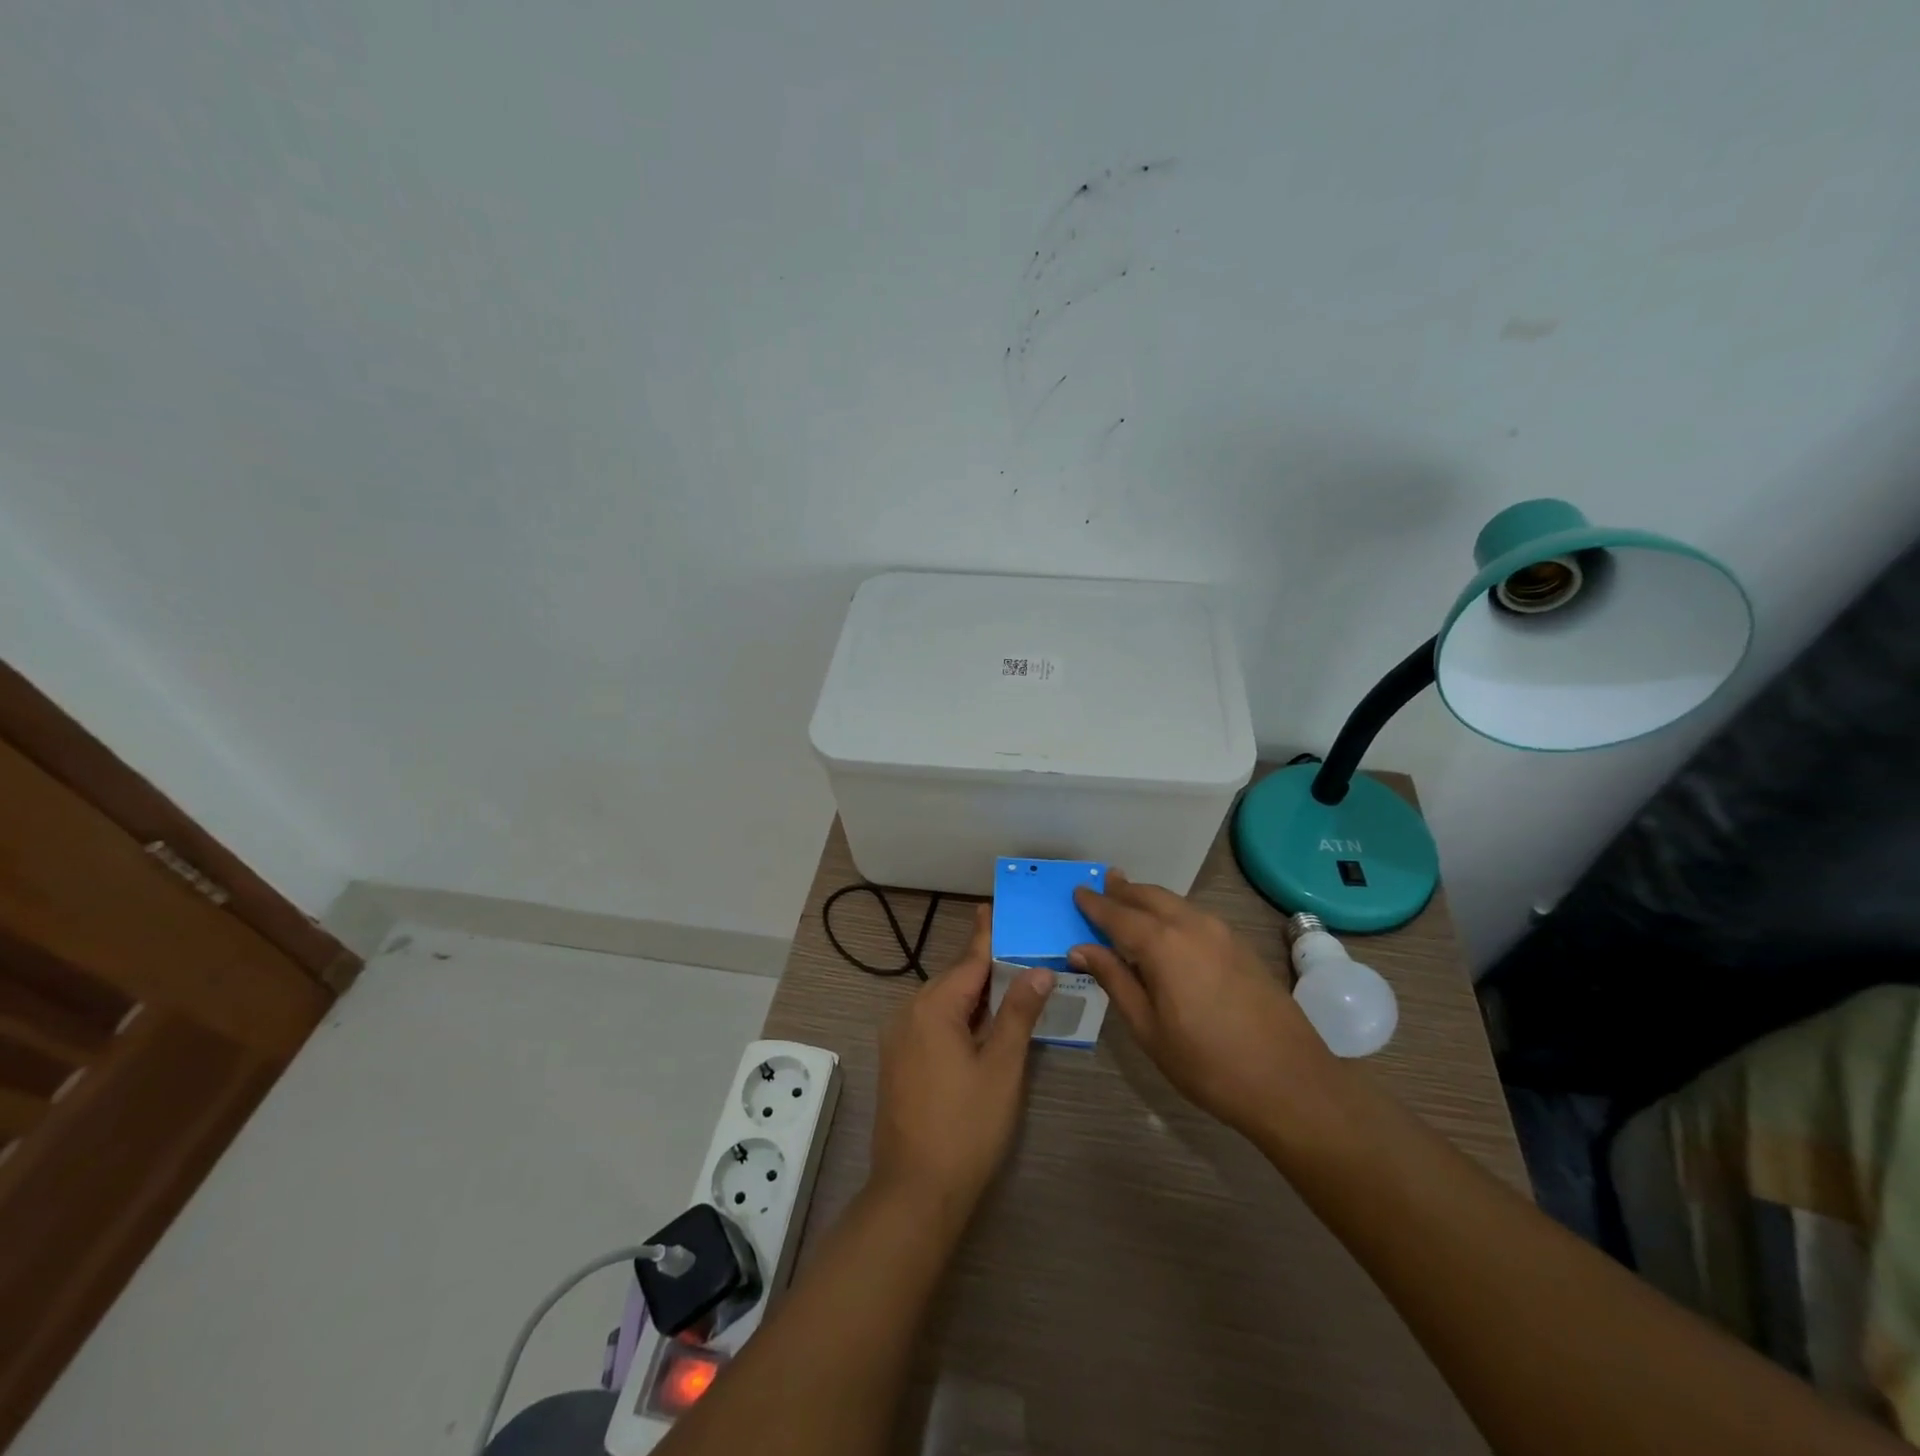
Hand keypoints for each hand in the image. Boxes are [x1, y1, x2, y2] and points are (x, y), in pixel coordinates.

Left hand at [870, 905, 1053, 1221]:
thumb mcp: (1002, 1067)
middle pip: (955, 979)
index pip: (970, 961)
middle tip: (1020, 953)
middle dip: (986, 967)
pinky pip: (932, 1024)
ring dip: (974, 996)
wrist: (915, 1192)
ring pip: (943, 1003)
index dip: (987, 934)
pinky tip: (982, 1027)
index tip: (994, 906)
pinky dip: (959, 1018)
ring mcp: (899, 1039)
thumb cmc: (966, 1126)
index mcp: (933, 1007)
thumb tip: (1038, 970)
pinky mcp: (898, 1062)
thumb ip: (1018, 1013)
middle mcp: (909, 1013)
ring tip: (1009, 986)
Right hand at [1071, 870, 1339, 1135]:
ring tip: (1131, 900)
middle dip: (1124, 890)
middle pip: (1150, 896)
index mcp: (1163, 944)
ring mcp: (1222, 933)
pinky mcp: (1242, 946)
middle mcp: (1192, 926)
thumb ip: (1115, 981)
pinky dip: (1174, 912)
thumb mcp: (1148, 1028)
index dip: (1095, 904)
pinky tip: (1168, 928)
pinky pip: (1196, 916)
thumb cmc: (1207, 1064)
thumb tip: (1081, 949)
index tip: (1077, 892)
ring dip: (1150, 899)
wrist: (1290, 1083)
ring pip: (1176, 903)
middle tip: (1104, 884)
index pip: (1118, 914)